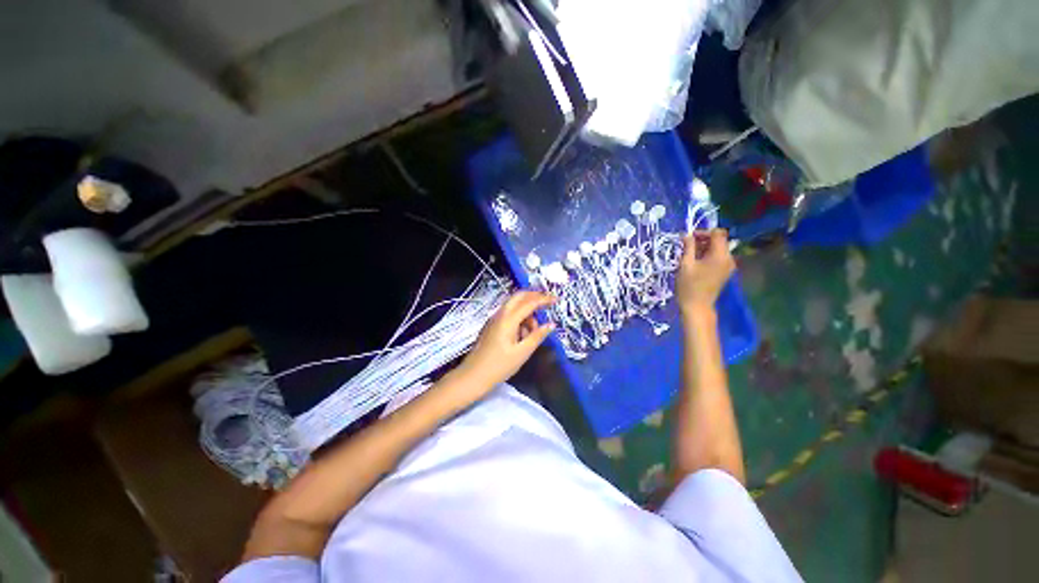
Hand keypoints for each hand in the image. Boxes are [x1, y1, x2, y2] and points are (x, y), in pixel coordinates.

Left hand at [456, 290, 555, 388]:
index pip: (529, 302)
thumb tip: (551, 324)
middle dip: (534, 297)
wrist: (473, 375)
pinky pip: (509, 314)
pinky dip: (519, 318)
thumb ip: (537, 336)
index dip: (544, 299)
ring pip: (514, 305)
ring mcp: (494, 318)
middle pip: (519, 296)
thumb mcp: (522, 353)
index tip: (556, 299)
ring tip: (533, 332)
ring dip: (527, 311)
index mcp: (508, 319)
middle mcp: (500, 314)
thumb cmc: (499, 366)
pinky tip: (522, 335)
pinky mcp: (492, 325)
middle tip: (547, 304)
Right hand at [676, 229, 735, 316]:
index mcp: (720, 255)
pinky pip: (718, 257)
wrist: (696, 307)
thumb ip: (688, 247)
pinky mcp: (724, 272)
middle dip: (703, 239)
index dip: (704, 232)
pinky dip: (707, 255)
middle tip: (686, 245)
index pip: (718, 233)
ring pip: (718, 249)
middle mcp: (728, 258)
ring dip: (704, 248)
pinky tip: (695, 262)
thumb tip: (687, 235)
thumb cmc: (689, 286)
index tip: (689, 237)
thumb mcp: (685, 264)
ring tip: (688, 254)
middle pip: (719, 240)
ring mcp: (728, 266)